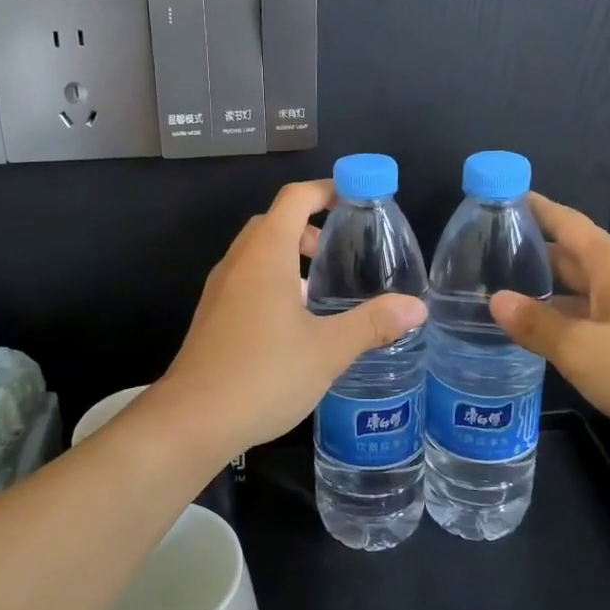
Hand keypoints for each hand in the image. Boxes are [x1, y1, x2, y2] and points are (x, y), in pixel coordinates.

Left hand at [157, 180, 427, 461]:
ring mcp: (220, 289)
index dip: (326, 190)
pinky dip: (272, 281)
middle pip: (274, 222)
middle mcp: (238, 262)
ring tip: (323, 290)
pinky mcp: (212, 316)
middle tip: (341, 251)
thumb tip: (417, 307)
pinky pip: (246, 280)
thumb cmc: (263, 374)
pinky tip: (294, 324)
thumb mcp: (328, 350)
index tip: (357, 198)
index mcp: (266, 254)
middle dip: (309, 226)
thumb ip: (372, 323)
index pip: (295, 198)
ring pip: (257, 253)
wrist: (193, 419)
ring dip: (289, 256)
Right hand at [488, 193, 609, 495]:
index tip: (501, 196)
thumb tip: (496, 299)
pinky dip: (567, 326)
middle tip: (482, 256)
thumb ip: (537, 325)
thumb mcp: (584, 350)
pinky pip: (596, 326)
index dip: (536, 208)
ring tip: (499, 299)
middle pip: (573, 258)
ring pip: (583, 296)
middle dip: (532, 254)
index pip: (568, 223)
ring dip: (546, 295)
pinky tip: (542, 341)